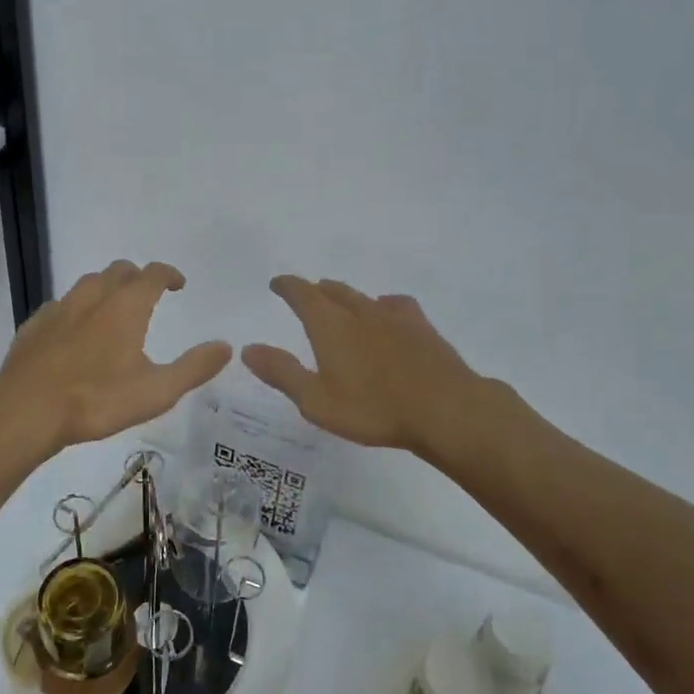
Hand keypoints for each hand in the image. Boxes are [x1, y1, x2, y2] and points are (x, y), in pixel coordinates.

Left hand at [0, 261, 231, 456]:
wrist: (26, 412)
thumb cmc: (97, 401)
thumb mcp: (156, 391)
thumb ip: (194, 368)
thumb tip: (226, 347)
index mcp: (126, 306)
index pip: (153, 274)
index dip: (169, 274)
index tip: (178, 284)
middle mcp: (93, 297)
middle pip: (119, 270)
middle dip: (138, 277)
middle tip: (148, 295)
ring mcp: (60, 309)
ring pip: (88, 283)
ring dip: (106, 288)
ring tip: (113, 310)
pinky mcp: (34, 325)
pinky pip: (61, 305)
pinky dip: (76, 309)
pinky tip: (75, 332)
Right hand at [241, 275, 498, 461]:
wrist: (445, 409)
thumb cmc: (373, 409)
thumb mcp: (316, 400)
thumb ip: (281, 372)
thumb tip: (248, 349)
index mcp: (329, 325)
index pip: (302, 293)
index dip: (287, 286)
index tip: (277, 283)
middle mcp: (359, 311)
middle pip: (333, 290)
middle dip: (315, 290)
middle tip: (306, 294)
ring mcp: (393, 316)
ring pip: (362, 296)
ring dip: (346, 296)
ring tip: (340, 301)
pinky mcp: (421, 327)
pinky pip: (395, 305)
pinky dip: (383, 305)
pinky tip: (387, 313)